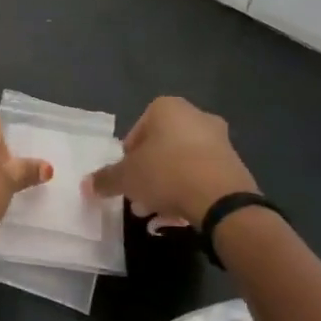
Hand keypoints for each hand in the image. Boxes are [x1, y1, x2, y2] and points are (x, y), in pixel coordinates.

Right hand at [85, 96, 257, 226]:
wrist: (221, 199)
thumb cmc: (166, 173)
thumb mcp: (126, 178)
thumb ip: (105, 179)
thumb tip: (86, 185)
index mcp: (167, 107)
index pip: (137, 130)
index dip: (128, 156)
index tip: (126, 178)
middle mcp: (195, 115)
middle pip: (161, 146)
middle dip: (149, 171)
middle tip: (139, 196)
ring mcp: (219, 139)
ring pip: (182, 161)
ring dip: (168, 183)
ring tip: (157, 211)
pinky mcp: (234, 163)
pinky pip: (202, 174)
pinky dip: (189, 189)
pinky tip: (180, 213)